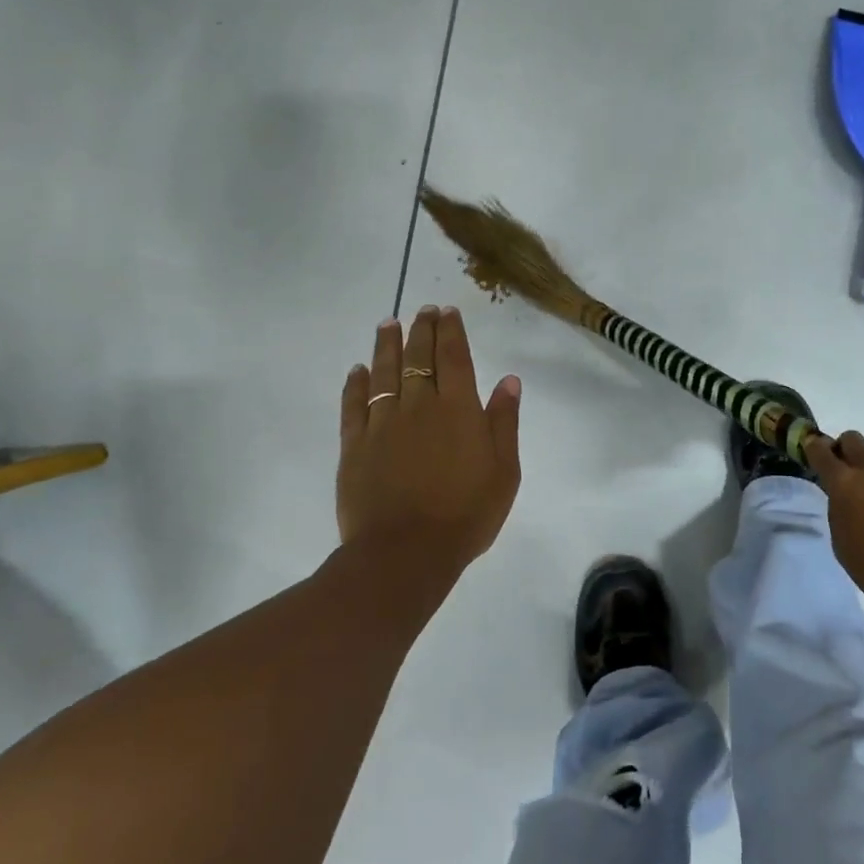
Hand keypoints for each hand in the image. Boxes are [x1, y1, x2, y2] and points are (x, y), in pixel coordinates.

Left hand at [338, 306, 521, 590]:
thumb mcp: (504, 471)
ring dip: (387, 345)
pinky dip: (356, 384)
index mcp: (458, 409)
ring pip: (384, 373)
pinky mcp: (355, 445)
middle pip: (419, 357)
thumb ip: (504, 422)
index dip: (451, 331)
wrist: (406, 553)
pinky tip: (358, 370)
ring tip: (388, 324)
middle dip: (422, 329)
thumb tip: (509, 381)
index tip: (447, 311)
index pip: (454, 357)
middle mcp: (419, 406)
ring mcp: (383, 424)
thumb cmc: (466, 514)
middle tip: (422, 310)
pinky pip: (354, 404)